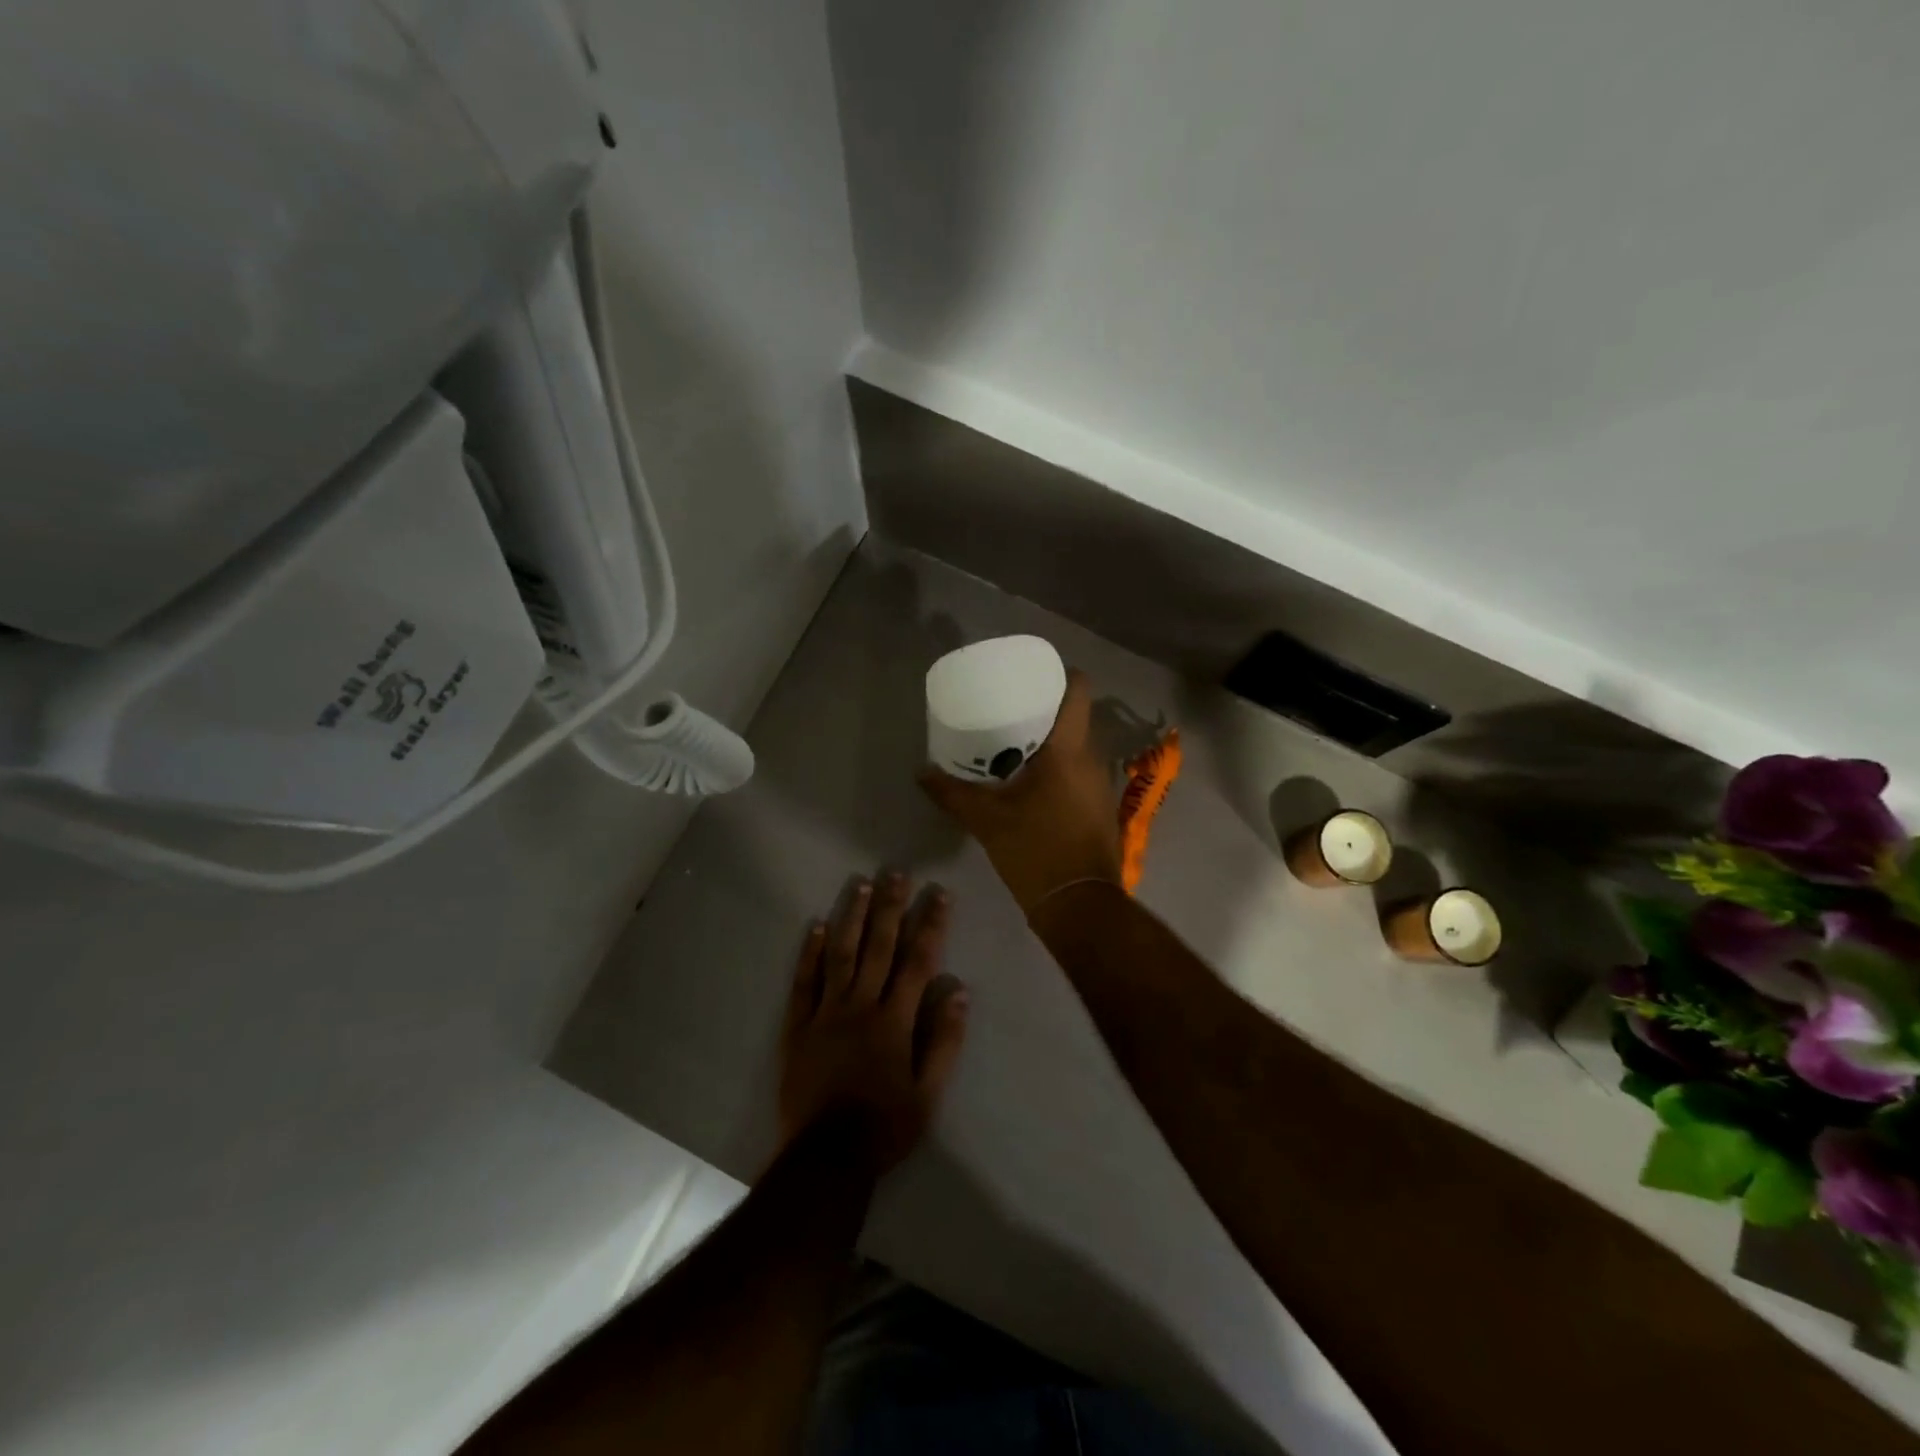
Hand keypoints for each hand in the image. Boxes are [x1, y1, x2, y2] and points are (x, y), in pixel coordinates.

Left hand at [778, 873, 969, 1173]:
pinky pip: (804, 982)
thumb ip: (944, 1041)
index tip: (939, 893)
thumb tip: (960, 991)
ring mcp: (826, 1013)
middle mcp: (862, 1006)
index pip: (918, 961)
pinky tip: (816, 926)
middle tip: (896, 872)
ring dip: (852, 917)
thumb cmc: (884, 1127)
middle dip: (890, 907)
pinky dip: (810, 953)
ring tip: (860, 884)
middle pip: (879, 947)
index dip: (931, 924)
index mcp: (895, 1020)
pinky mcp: (798, 1027)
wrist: (826, 1159)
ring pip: (841, 955)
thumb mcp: (928, 1094)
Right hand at [918, 670, 1122, 915]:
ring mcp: (1100, 784)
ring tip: (1014, 742)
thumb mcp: (987, 821)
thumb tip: (921, 773)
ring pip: (1077, 745)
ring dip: (1051, 740)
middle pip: (1075, 716)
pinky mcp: (1099, 806)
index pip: (1079, 690)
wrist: (1080, 905)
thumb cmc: (1036, 851)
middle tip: (1008, 708)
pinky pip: (1079, 770)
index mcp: (1069, 750)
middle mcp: (1092, 759)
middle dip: (1045, 708)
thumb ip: (952, 793)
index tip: (1030, 676)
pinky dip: (1058, 765)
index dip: (1059, 674)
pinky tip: (1031, 780)